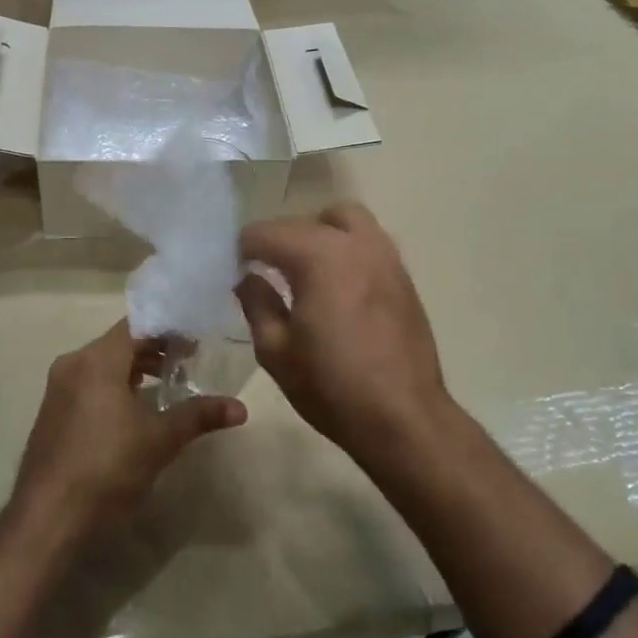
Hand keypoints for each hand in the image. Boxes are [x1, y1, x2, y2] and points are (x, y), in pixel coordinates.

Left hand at [12, 321, 246, 534]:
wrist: (48, 517)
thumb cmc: (108, 468)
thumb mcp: (160, 440)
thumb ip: (199, 416)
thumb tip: (240, 408)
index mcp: (97, 360)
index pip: (137, 325)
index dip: (169, 330)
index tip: (196, 342)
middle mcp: (73, 364)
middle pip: (120, 343)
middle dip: (154, 350)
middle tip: (189, 362)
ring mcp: (58, 388)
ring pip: (103, 364)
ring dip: (134, 369)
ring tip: (166, 385)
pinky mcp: (52, 412)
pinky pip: (88, 383)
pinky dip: (114, 385)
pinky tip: (134, 410)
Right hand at [236, 201, 452, 461]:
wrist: (404, 418)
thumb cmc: (332, 387)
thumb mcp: (275, 351)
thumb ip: (256, 303)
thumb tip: (248, 277)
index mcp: (318, 256)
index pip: (265, 232)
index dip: (242, 251)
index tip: (234, 274)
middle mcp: (355, 243)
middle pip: (305, 219)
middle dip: (281, 239)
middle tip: (268, 272)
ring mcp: (386, 256)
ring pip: (345, 221)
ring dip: (319, 235)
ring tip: (306, 272)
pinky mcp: (403, 276)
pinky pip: (368, 243)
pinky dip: (346, 250)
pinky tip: (337, 289)